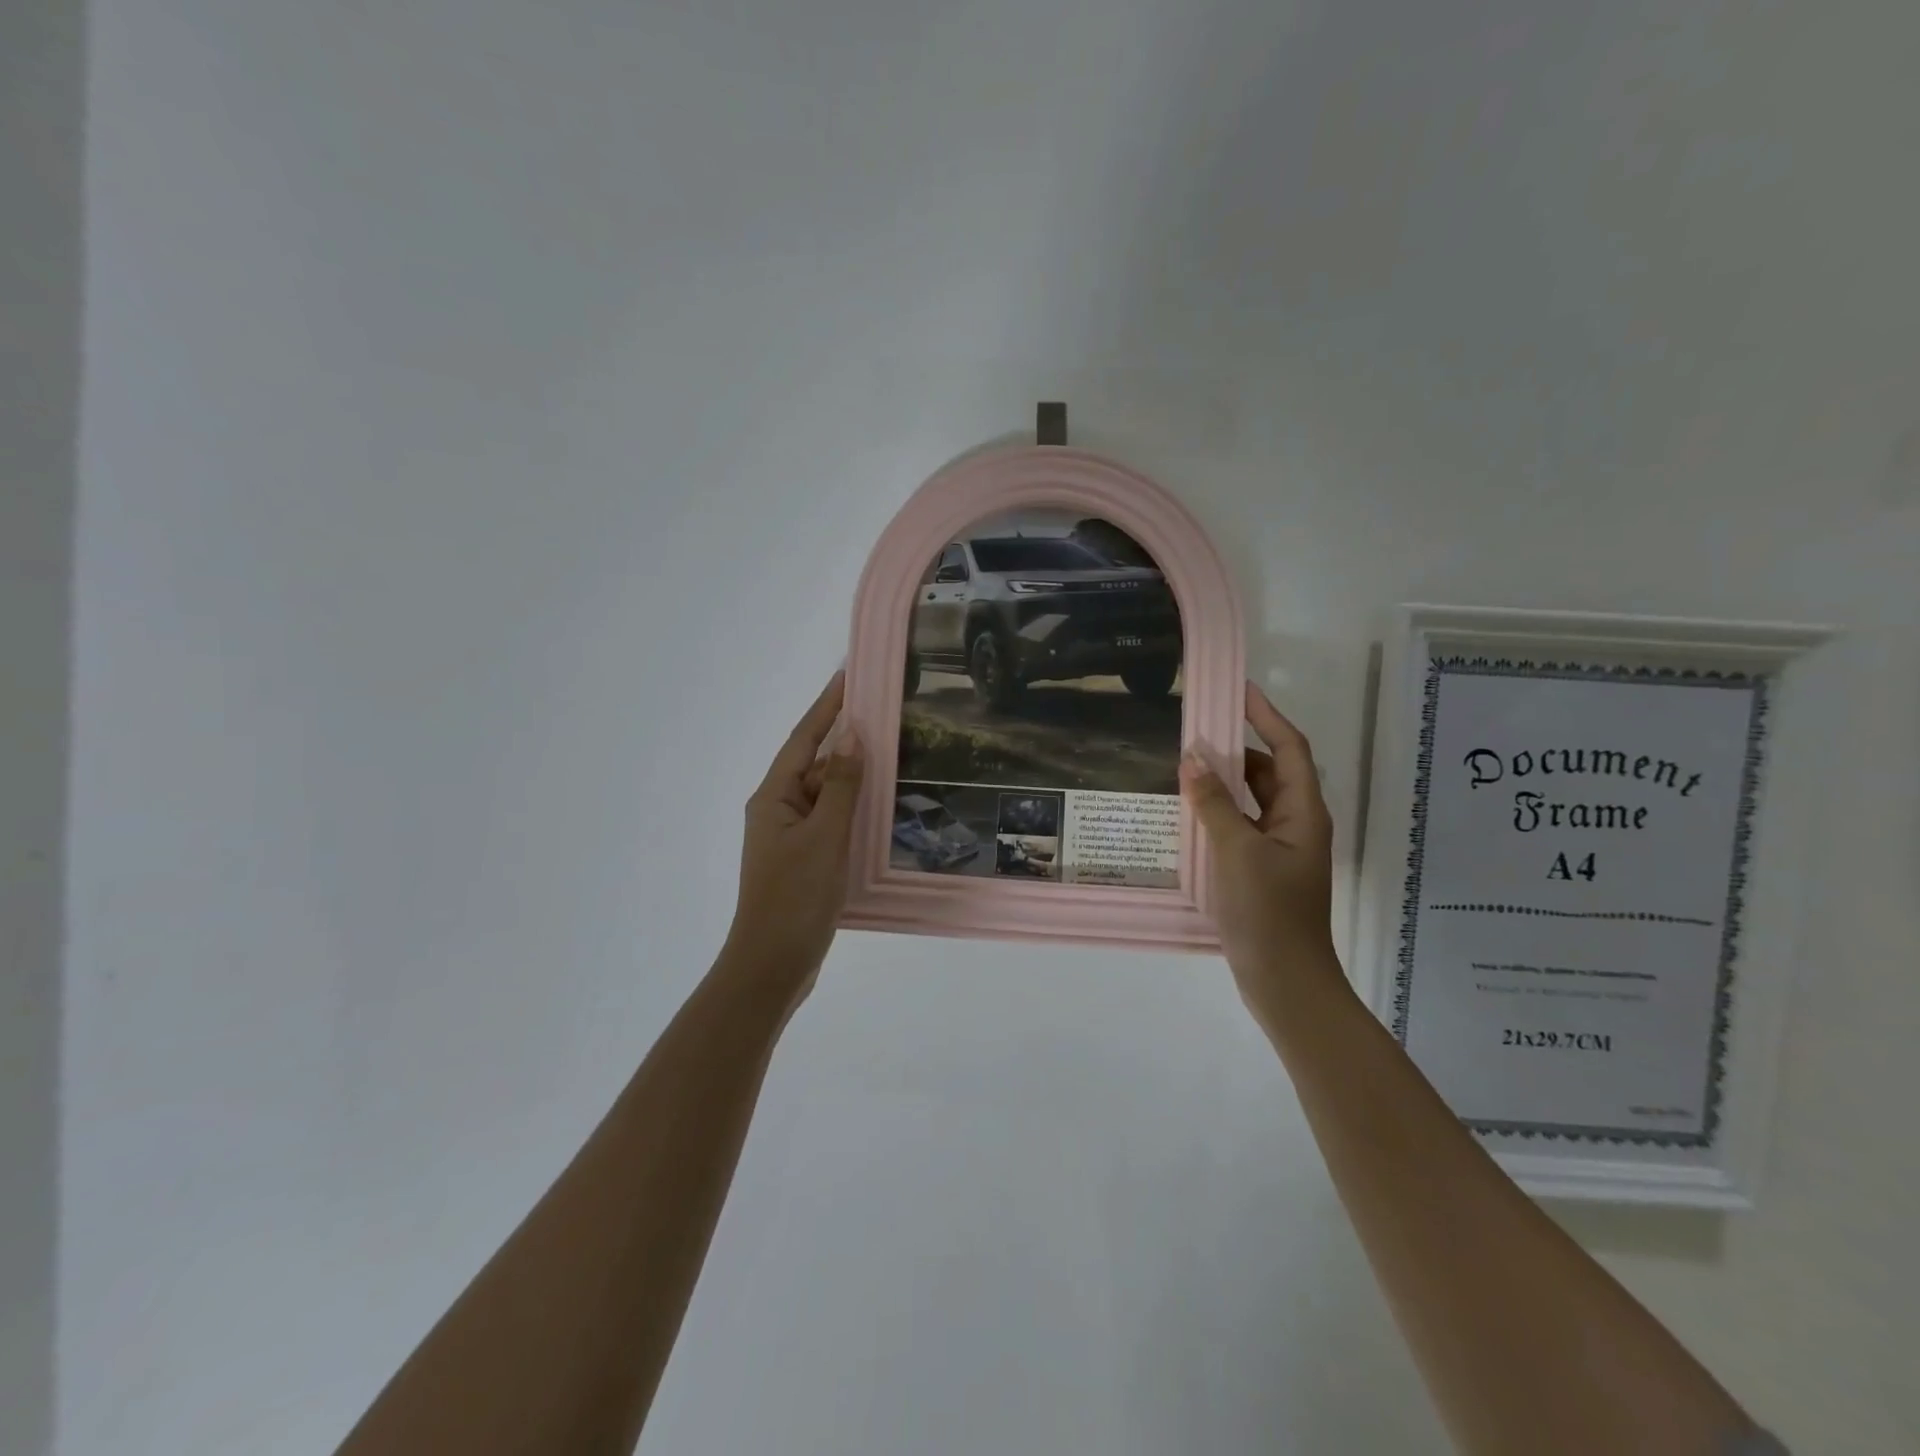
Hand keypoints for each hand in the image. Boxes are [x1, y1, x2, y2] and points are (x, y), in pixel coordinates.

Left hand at [723, 671, 865, 1010]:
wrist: (772, 964)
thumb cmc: (794, 897)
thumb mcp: (824, 837)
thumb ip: (839, 785)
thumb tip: (852, 735)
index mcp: (773, 797)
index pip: (803, 739)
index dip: (826, 706)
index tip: (848, 675)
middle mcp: (778, 809)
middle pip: (814, 763)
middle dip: (845, 737)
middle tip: (883, 712)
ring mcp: (791, 836)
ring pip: (825, 793)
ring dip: (852, 773)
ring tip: (889, 752)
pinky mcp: (805, 859)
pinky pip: (831, 819)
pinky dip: (853, 807)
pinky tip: (879, 805)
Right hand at [1180, 682, 1343, 1031]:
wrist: (1284, 980)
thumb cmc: (1267, 911)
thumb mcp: (1236, 851)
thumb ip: (1214, 802)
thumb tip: (1193, 757)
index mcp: (1302, 812)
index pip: (1289, 748)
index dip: (1267, 716)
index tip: (1238, 690)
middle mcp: (1296, 823)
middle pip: (1269, 772)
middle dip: (1237, 749)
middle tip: (1195, 730)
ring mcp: (1279, 848)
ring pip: (1252, 800)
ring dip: (1224, 782)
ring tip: (1185, 766)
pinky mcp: (1262, 869)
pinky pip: (1241, 826)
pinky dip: (1218, 812)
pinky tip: (1189, 812)